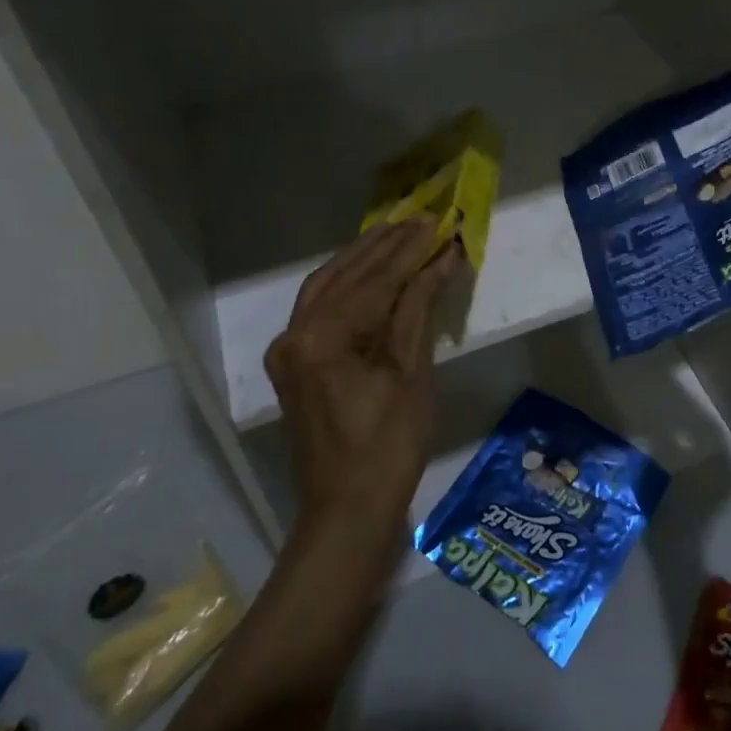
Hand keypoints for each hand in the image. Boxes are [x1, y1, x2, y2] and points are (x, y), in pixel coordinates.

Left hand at [264, 218, 464, 524]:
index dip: (410, 250)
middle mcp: (295, 334)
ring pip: (326, 286)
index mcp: (322, 338)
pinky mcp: (295, 362)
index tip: (438, 222)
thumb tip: (441, 259)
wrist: (347, 512)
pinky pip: (320, 307)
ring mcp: (289, 349)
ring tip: (397, 232)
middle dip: (385, 245)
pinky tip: (371, 270)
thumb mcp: (411, 373)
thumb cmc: (388, 447)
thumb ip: (418, 308)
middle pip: (344, 275)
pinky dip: (348, 284)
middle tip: (421, 219)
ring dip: (363, 258)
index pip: (374, 280)